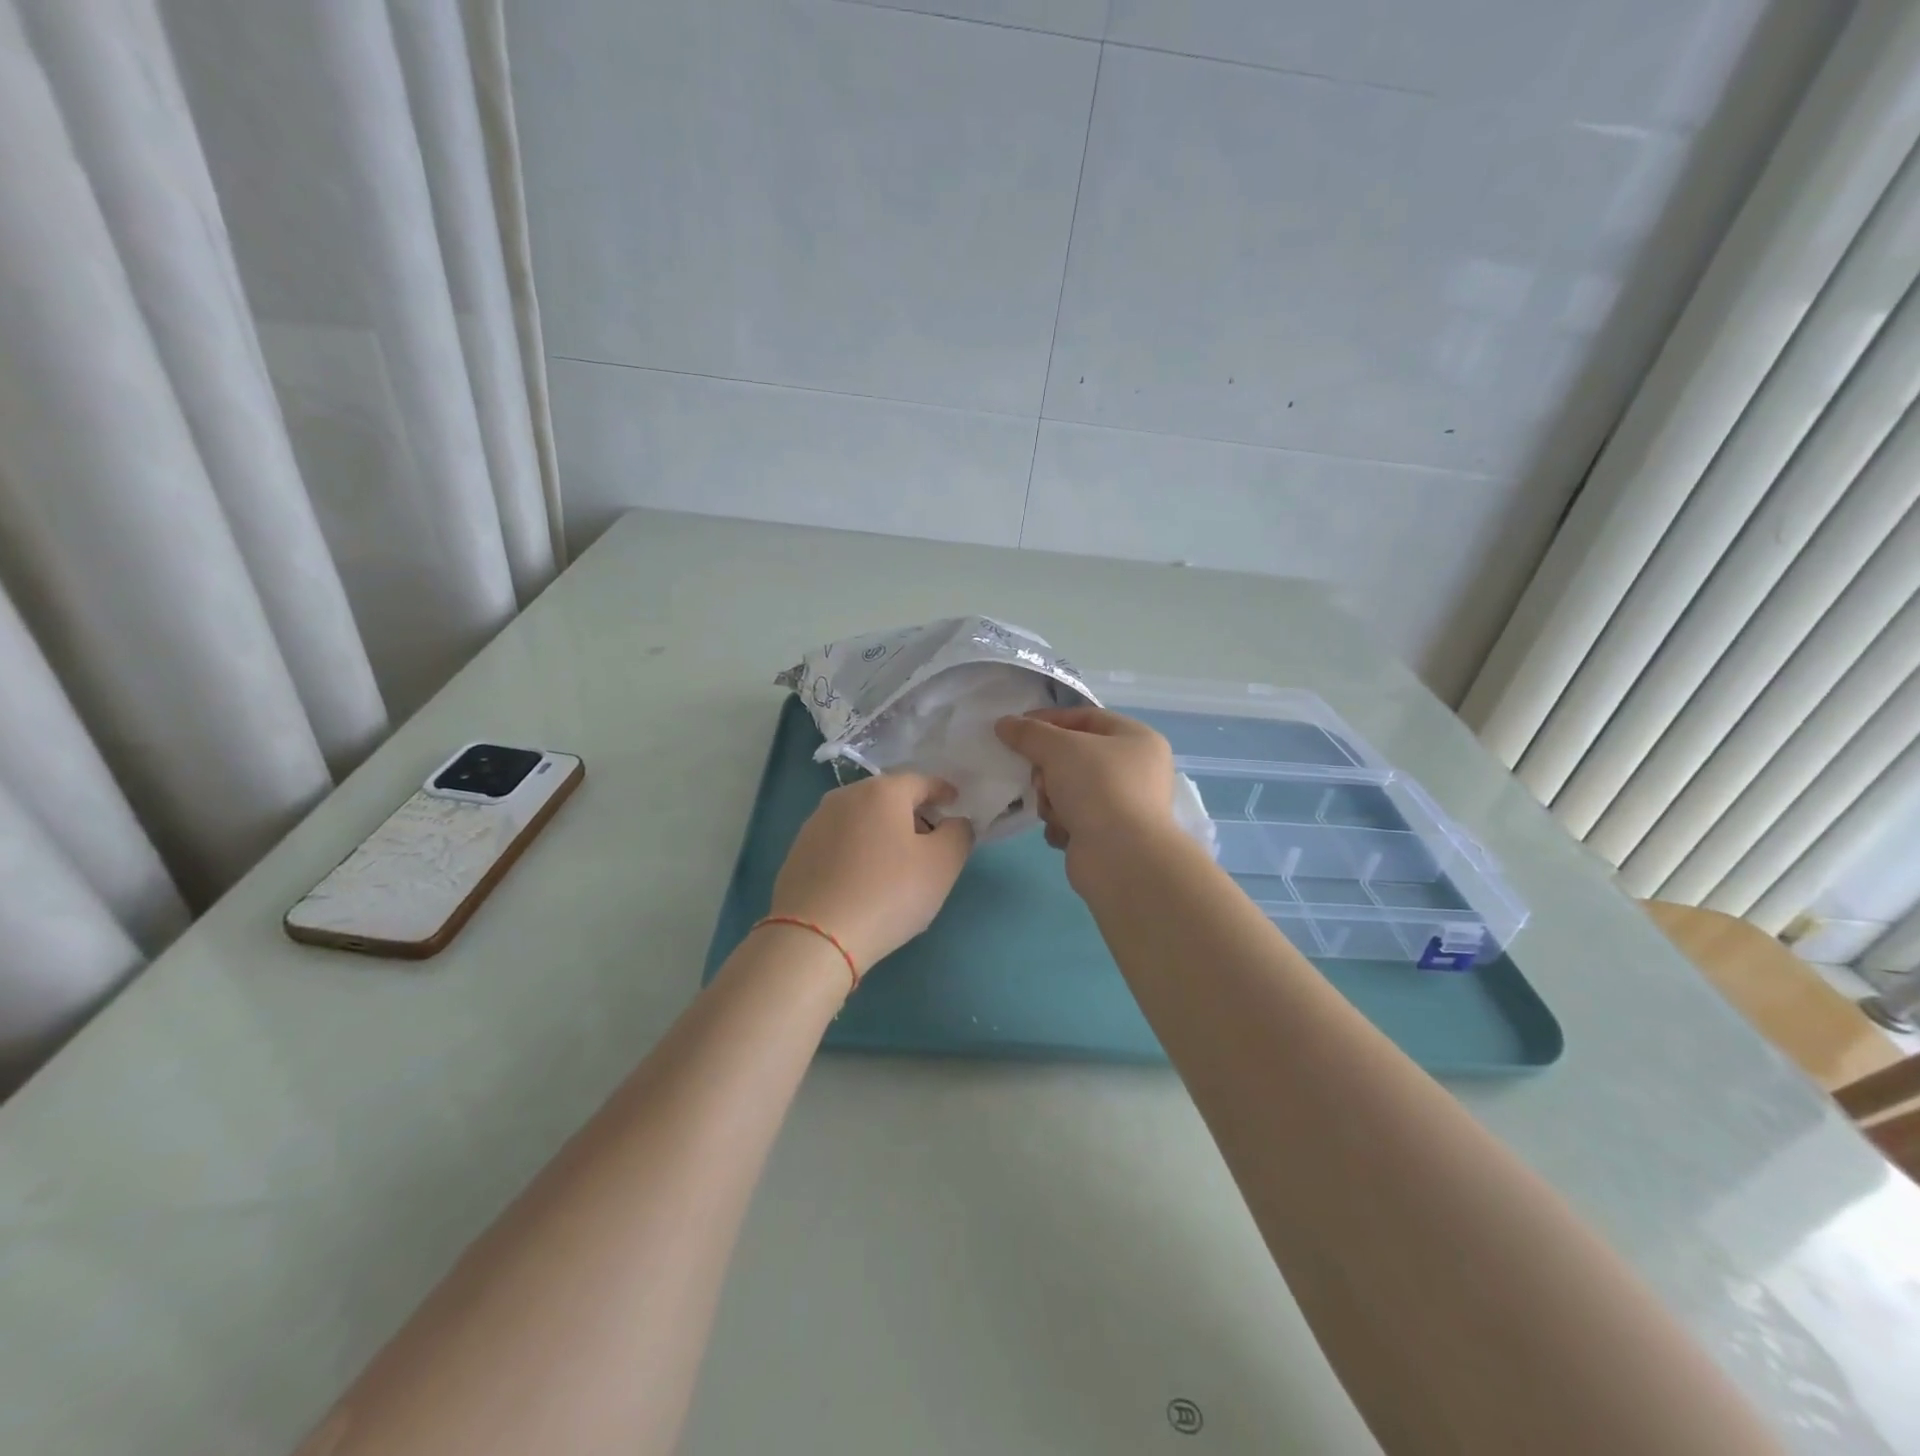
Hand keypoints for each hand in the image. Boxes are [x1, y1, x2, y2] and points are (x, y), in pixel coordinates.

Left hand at [768, 773, 972, 974]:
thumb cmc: (888, 893)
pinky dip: (858, 850)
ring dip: (883, 832)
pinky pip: (840, 842)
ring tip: (897, 864)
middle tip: (931, 841)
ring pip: (862, 819)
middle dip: (913, 813)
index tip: (956, 805)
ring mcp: (815, 823)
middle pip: (889, 797)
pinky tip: (864, 879)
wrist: (814, 937)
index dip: (943, 791)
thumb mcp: (942, 865)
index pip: (922, 781)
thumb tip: (954, 823)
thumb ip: (958, 834)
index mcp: (882, 791)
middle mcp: (844, 796)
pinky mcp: (798, 851)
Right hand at [993, 707, 1176, 880]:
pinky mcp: (1108, 834)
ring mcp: (1123, 804)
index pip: (1086, 717)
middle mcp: (1135, 769)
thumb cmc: (1098, 788)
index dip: (1049, 720)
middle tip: (1040, 779)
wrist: (1121, 857)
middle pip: (1074, 756)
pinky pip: (1073, 819)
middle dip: (1048, 769)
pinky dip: (1063, 824)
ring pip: (1069, 789)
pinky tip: (1065, 832)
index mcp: (1137, 739)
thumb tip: (1004, 724)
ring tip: (1054, 811)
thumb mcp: (1059, 749)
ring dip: (1052, 799)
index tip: (1016, 729)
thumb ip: (1029, 733)